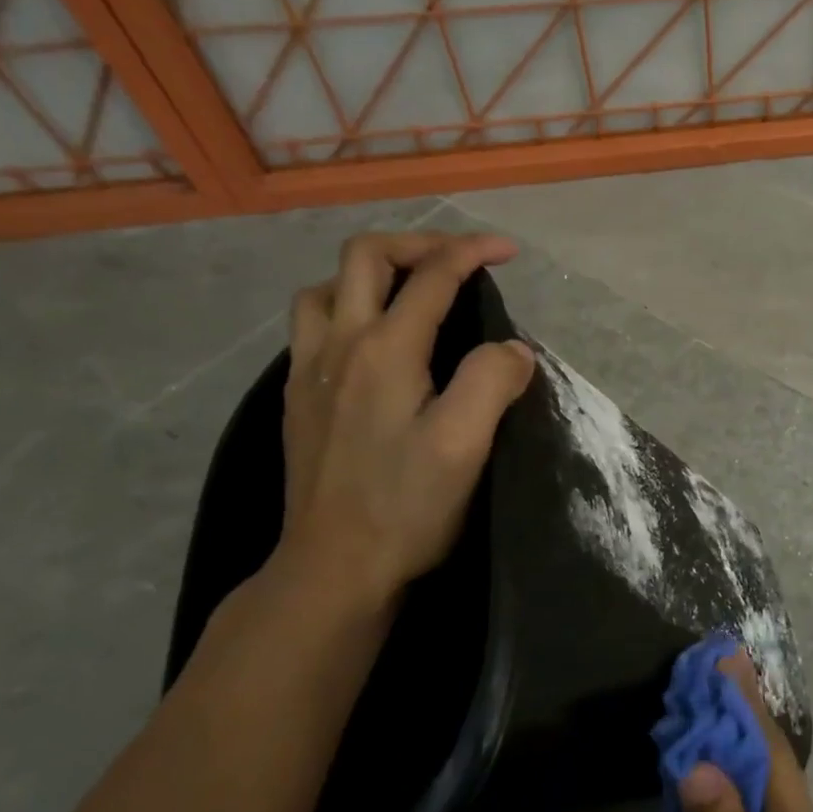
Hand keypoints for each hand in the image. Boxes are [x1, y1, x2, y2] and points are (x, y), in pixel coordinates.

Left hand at [278, 230, 535, 607]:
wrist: (334, 567)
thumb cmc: (406, 507)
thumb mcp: (464, 445)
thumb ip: (491, 382)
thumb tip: (512, 349)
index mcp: (384, 351)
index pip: (431, 277)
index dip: (471, 252)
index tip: (507, 251)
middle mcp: (339, 346)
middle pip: (365, 258)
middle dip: (419, 244)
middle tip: (460, 259)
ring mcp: (309, 371)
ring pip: (329, 287)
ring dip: (374, 272)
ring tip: (413, 292)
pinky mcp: (300, 398)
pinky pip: (315, 323)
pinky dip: (349, 305)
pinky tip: (373, 339)